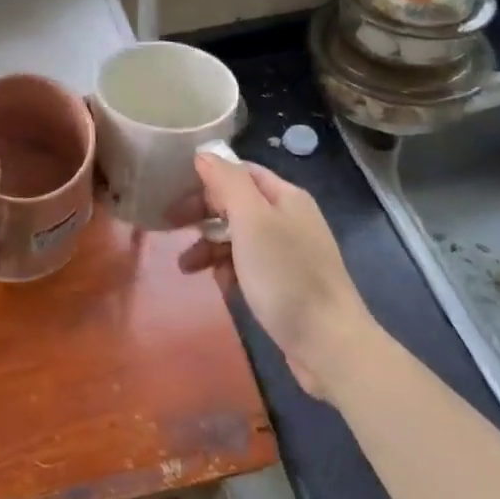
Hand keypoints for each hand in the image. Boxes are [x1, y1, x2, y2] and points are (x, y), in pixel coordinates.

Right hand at [179, 155, 374, 400]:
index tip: (175, 194)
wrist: (329, 344)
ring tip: (185, 267)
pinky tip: (219, 285)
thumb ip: (227, 182)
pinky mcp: (285, 283)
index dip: (206, 178)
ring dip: (210, 246)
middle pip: (236, 203)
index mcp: (285, 196)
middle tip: (171, 227)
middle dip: (203, 215)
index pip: (239, 171)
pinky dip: (229, 270)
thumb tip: (203, 154)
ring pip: (238, 237)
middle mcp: (288, 218)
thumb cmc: (285, 275)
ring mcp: (288, 252)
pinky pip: (248, 265)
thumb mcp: (252, 221)